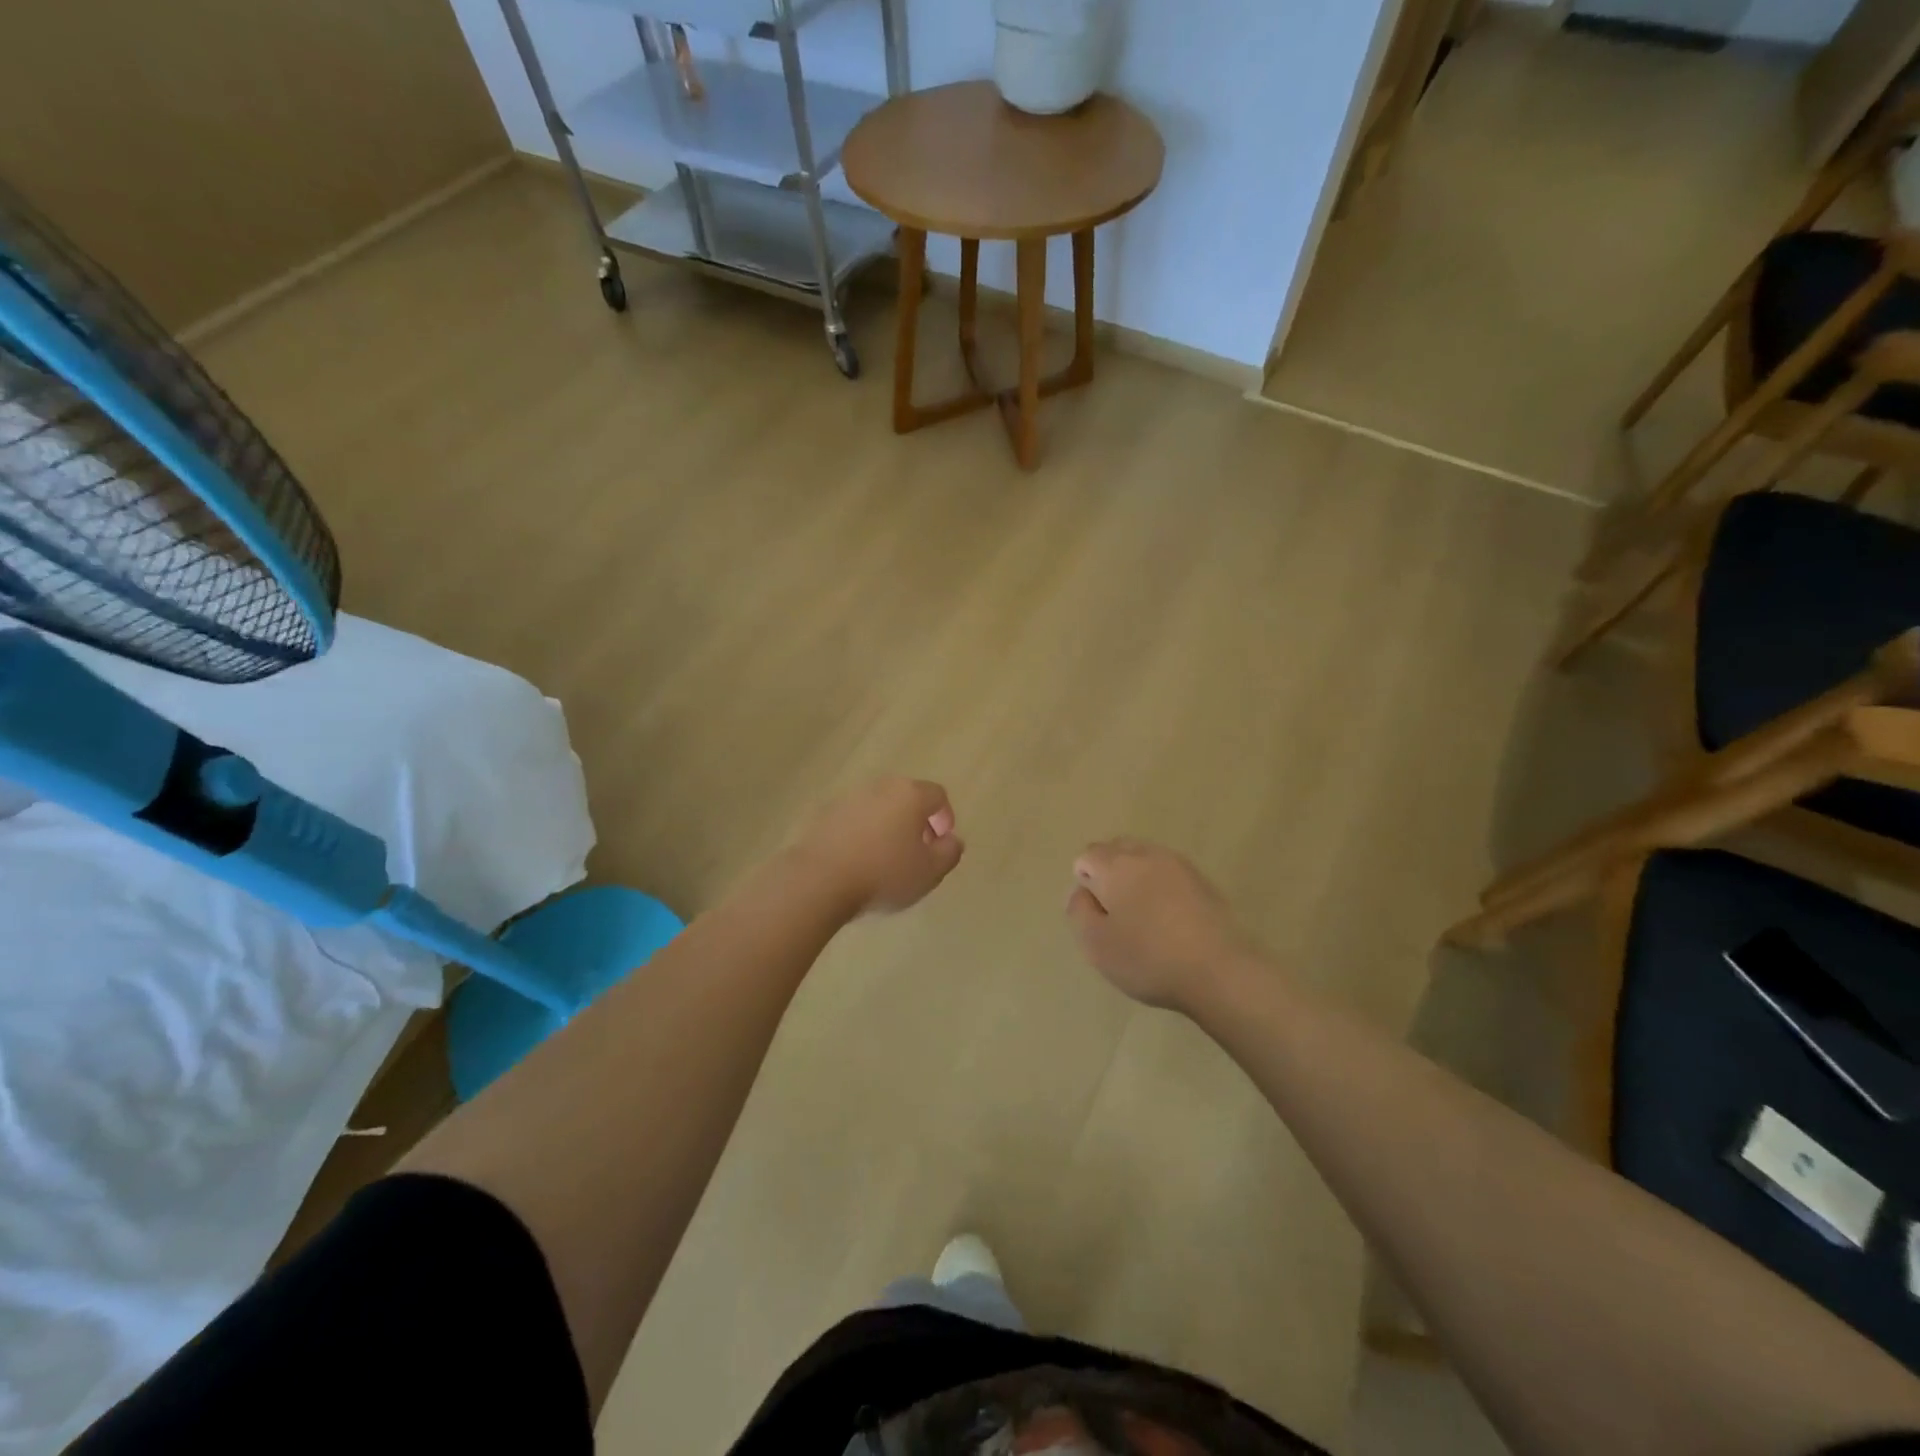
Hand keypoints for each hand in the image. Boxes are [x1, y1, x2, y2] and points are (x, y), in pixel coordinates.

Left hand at [797, 777, 964, 916]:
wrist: (820, 879)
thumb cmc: (884, 873)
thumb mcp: (930, 871)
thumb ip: (949, 852)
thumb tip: (952, 840)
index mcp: (910, 794)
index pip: (937, 795)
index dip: (945, 817)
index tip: (941, 843)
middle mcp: (880, 787)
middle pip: (907, 797)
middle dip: (916, 821)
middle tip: (917, 851)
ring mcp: (849, 798)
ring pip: (879, 808)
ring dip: (888, 827)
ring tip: (886, 859)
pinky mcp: (825, 815)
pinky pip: (854, 820)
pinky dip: (862, 834)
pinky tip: (859, 861)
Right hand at [1066, 838, 1254, 1012]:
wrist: (1220, 970)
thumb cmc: (1149, 958)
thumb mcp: (1096, 944)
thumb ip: (1078, 911)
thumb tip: (1081, 892)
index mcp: (1115, 865)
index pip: (1086, 856)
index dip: (1085, 884)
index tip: (1097, 917)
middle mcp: (1145, 854)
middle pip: (1116, 849)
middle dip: (1109, 872)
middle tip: (1115, 913)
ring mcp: (1178, 864)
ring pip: (1144, 857)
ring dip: (1136, 877)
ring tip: (1143, 915)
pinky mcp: (1202, 880)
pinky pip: (1169, 872)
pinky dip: (1161, 886)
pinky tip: (1169, 918)